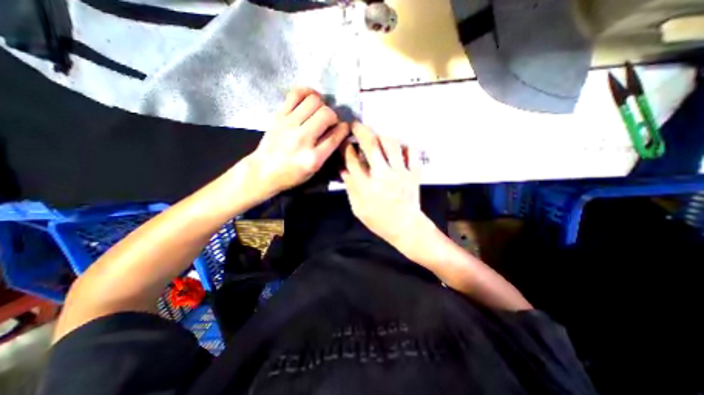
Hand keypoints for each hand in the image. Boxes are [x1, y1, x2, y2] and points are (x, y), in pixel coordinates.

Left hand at [246, 87, 349, 196]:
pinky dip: (307, 92)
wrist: (263, 171)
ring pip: (314, 101)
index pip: (335, 136)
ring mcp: (288, 124)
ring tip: (320, 111)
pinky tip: (311, 99)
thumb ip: (328, 151)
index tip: (345, 127)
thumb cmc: (292, 175)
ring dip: (322, 104)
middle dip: (334, 116)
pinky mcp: (279, 115)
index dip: (344, 129)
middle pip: (326, 114)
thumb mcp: (314, 170)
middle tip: (330, 122)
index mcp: (313, 158)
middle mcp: (302, 139)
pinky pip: (295, 94)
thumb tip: (338, 131)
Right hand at [341, 123, 428, 247]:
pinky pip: (412, 151)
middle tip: (356, 125)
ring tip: (377, 138)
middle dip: (362, 131)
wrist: (406, 227)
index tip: (344, 141)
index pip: (353, 160)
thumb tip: (343, 168)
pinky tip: (398, 149)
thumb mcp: (358, 209)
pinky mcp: (415, 173)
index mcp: (367, 187)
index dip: (346, 147)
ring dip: (382, 136)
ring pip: (392, 143)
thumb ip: (351, 187)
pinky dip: (404, 146)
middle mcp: (384, 176)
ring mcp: (402, 173)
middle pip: (372, 145)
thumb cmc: (380, 221)